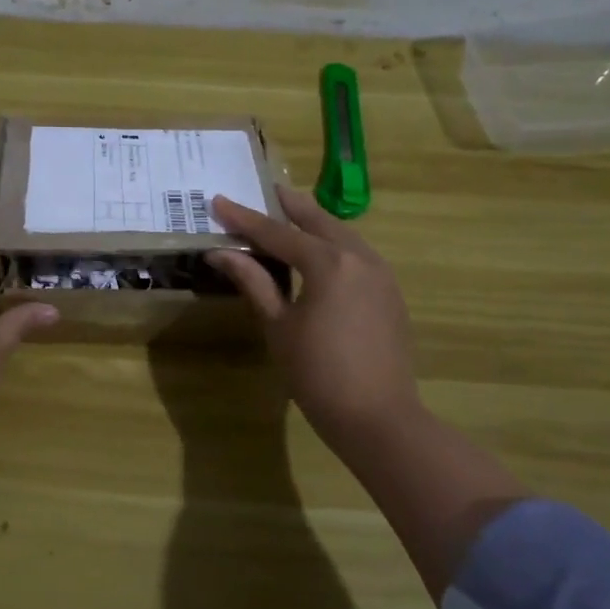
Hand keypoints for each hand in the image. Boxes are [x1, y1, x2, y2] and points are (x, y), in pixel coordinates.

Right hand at [207, 186, 422, 459]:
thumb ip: (254, 282)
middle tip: (265, 191)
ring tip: (291, 215)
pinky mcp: (390, 293)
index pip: (277, 233)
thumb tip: (221, 252)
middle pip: (318, 221)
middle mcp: (359, 257)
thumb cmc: (317, 373)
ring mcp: (381, 274)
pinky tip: (321, 253)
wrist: (378, 417)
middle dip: (289, 206)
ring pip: (343, 234)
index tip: (219, 201)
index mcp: (328, 263)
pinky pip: (358, 254)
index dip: (244, 218)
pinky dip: (334, 244)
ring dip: (315, 223)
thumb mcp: (278, 326)